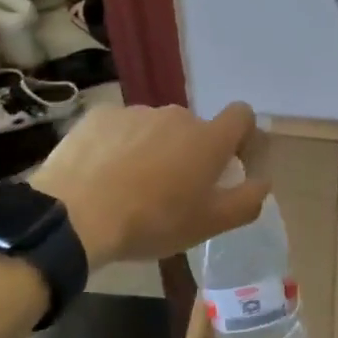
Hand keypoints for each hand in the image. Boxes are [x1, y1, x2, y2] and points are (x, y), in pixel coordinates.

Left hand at [30, 102, 269, 266]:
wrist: (75, 216)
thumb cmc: (152, 222)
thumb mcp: (208, 225)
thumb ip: (246, 202)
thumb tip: (263, 182)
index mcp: (208, 139)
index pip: (242, 115)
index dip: (241, 136)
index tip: (230, 164)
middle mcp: (176, 116)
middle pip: (193, 129)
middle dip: (188, 153)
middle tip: (171, 191)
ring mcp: (136, 112)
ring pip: (155, 129)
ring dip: (152, 149)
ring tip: (130, 186)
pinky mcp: (99, 115)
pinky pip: (120, 127)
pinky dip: (119, 145)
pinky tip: (102, 174)